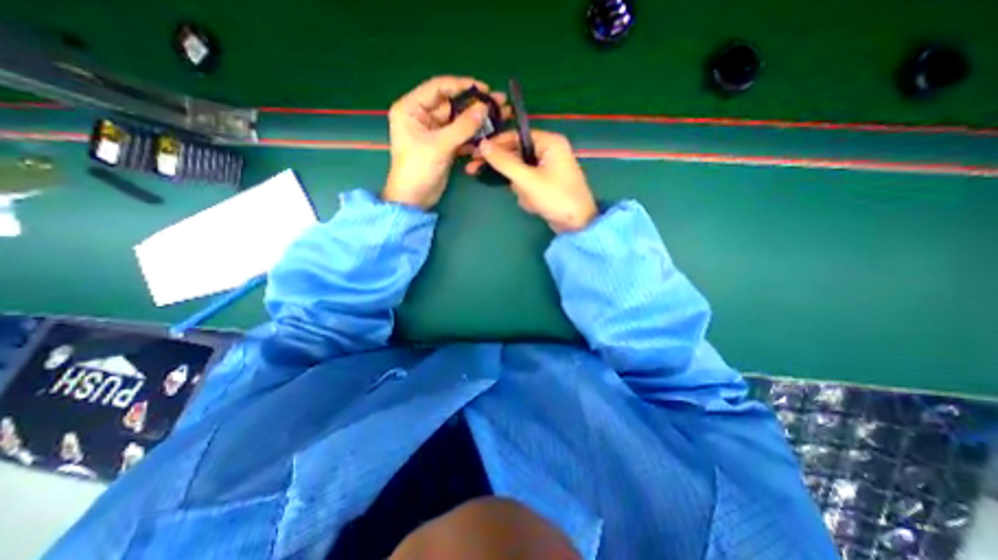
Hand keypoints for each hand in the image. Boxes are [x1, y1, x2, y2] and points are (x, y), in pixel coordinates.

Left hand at [383, 76, 507, 210]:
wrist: (414, 198)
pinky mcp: (444, 146)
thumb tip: (485, 108)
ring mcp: (434, 132)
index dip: (462, 85)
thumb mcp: (440, 145)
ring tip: (500, 118)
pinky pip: (460, 137)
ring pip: (459, 122)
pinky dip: (472, 138)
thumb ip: (463, 126)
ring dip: (477, 122)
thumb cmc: (418, 168)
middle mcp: (422, 116)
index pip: (439, 88)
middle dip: (475, 105)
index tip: (485, 88)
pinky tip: (488, 138)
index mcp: (412, 108)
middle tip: (499, 103)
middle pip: (452, 105)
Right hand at [470, 130, 599, 231]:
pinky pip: (527, 184)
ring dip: (520, 188)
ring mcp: (548, 168)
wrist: (577, 225)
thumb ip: (504, 162)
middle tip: (475, 171)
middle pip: (516, 154)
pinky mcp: (546, 183)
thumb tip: (482, 145)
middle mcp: (549, 151)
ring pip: (520, 172)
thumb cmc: (556, 198)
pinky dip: (527, 195)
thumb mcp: (527, 180)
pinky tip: (534, 204)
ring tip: (530, 199)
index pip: (515, 136)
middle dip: (508, 173)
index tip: (475, 152)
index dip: (495, 144)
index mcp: (549, 142)